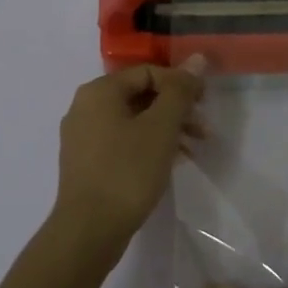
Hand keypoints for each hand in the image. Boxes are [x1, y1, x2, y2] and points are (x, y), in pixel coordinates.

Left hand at [50, 61, 205, 261]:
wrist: (89, 230)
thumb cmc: (127, 171)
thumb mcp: (161, 127)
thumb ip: (180, 91)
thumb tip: (197, 58)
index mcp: (99, 91)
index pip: (148, 72)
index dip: (181, 84)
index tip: (205, 104)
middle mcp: (85, 107)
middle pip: (140, 95)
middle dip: (176, 109)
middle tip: (204, 130)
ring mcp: (82, 137)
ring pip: (133, 121)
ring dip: (166, 130)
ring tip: (193, 151)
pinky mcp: (86, 163)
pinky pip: (122, 142)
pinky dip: (148, 146)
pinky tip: (171, 164)